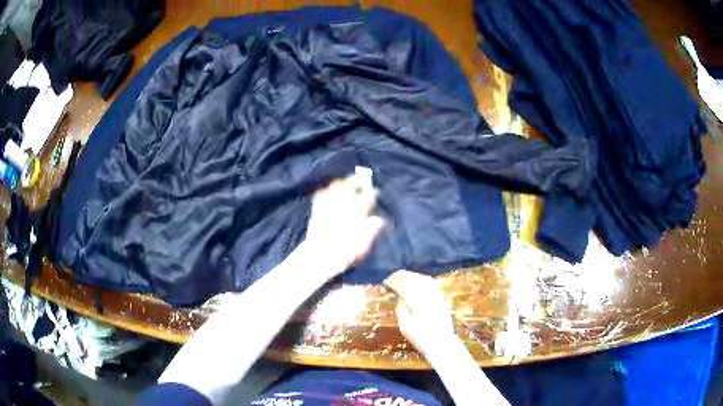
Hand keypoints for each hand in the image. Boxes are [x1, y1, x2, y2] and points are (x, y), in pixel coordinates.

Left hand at [304, 166, 385, 274]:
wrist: (319, 257)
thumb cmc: (344, 254)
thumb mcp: (362, 245)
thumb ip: (371, 230)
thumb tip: (380, 220)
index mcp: (355, 214)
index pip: (366, 197)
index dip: (372, 193)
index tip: (376, 191)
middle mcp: (341, 207)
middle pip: (350, 187)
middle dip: (356, 181)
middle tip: (361, 179)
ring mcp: (328, 207)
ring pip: (335, 189)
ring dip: (342, 183)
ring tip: (346, 182)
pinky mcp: (317, 211)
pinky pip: (320, 196)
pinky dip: (325, 191)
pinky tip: (327, 190)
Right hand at [384, 270, 456, 358]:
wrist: (442, 345)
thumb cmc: (421, 339)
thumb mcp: (405, 326)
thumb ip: (401, 308)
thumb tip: (397, 296)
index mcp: (417, 303)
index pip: (402, 287)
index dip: (393, 283)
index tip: (384, 283)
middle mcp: (428, 296)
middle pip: (413, 279)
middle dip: (401, 277)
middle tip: (391, 278)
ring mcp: (437, 296)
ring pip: (423, 279)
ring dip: (411, 276)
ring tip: (401, 277)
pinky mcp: (442, 298)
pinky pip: (432, 283)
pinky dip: (422, 279)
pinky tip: (417, 281)